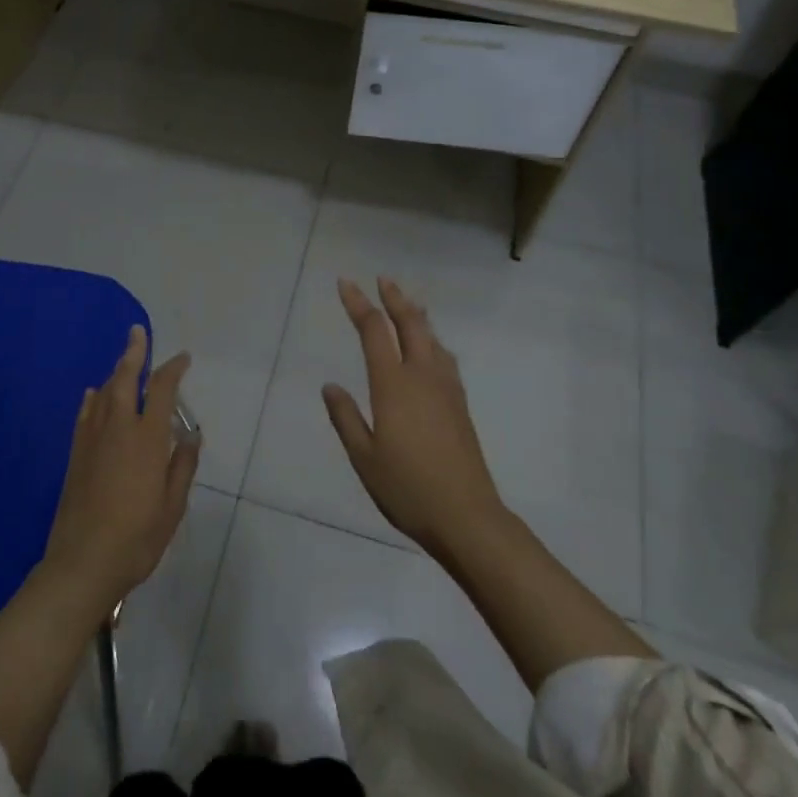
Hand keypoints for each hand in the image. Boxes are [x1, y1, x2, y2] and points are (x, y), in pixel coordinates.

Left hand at [40, 327, 199, 616]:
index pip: (162, 390)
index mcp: (146, 438)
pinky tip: (93, 394)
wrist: (82, 563)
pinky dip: (92, 398)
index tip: (182, 359)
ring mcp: (92, 439)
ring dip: (115, 372)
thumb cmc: (136, 537)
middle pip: (125, 378)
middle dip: (134, 353)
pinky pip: (85, 413)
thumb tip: (190, 435)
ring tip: (124, 362)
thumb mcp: (172, 506)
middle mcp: (118, 428)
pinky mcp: (75, 454)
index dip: (173, 369)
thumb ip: (182, 466)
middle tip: (138, 332)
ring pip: (103, 392)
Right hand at [323, 278, 504, 558]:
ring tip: (408, 303)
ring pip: (431, 337)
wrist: (467, 516)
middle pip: (409, 323)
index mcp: (393, 385)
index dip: (358, 303)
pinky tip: (433, 349)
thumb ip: (346, 418)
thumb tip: (330, 386)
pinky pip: (445, 357)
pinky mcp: (460, 404)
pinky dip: (433, 340)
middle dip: (394, 298)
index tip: (346, 283)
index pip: (373, 331)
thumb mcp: (364, 458)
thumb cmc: (407, 488)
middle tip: (382, 280)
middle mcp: (422, 376)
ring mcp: (446, 388)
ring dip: (416, 315)